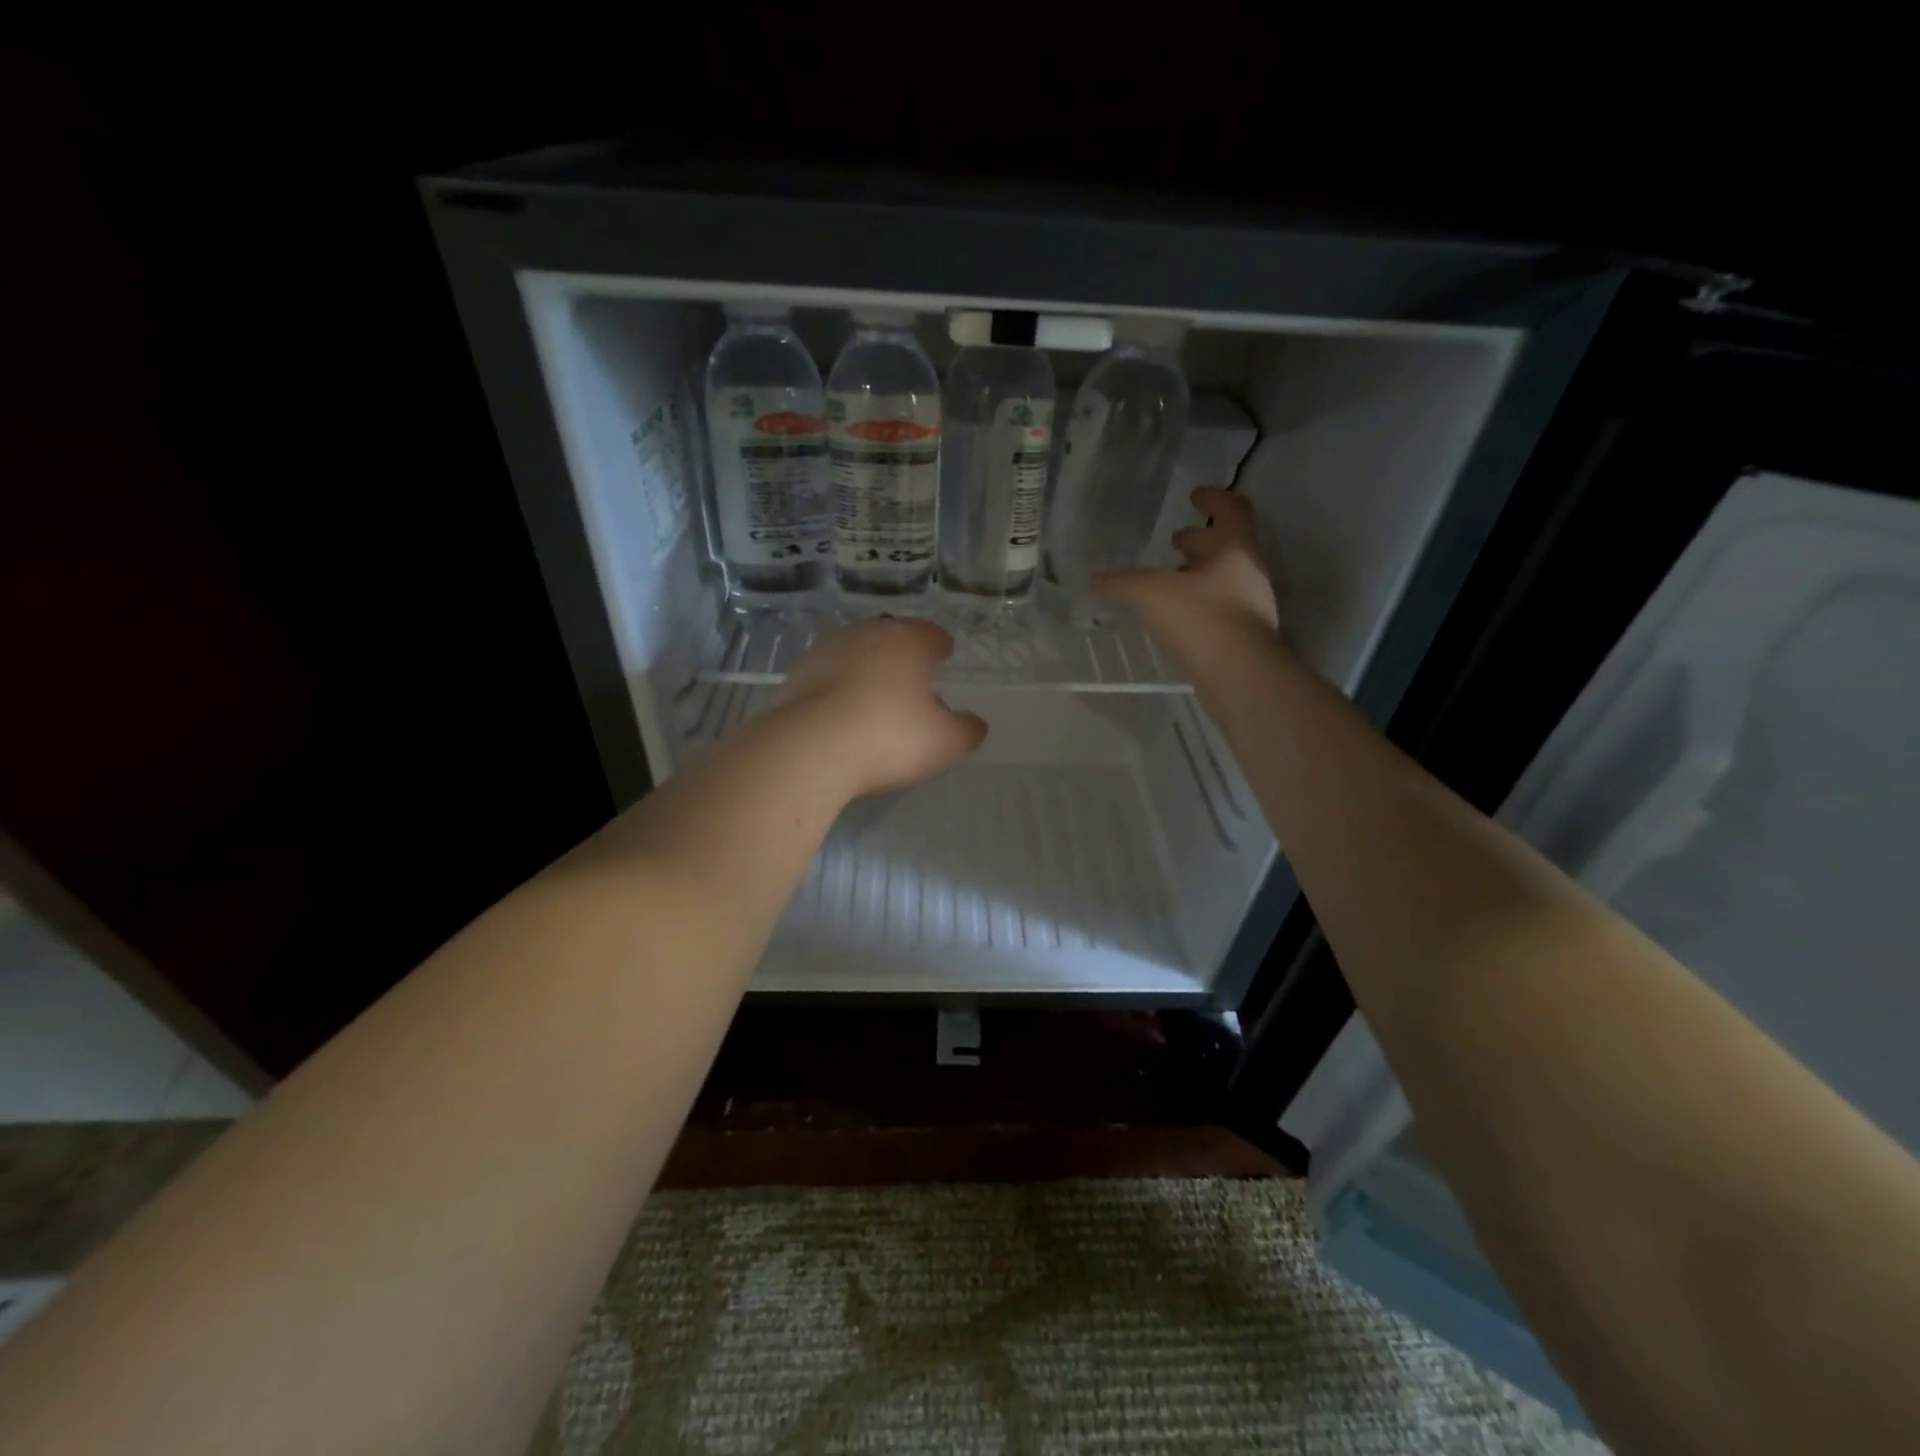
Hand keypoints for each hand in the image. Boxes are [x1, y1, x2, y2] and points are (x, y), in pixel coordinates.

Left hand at [773, 617, 987, 798]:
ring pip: (855, 654)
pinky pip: (827, 677)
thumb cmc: (890, 737)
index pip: (931, 633)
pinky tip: (842, 714)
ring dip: (867, 670)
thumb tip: (975, 724)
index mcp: (907, 640)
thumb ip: (966, 730)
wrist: (808, 749)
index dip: (940, 646)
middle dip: (902, 656)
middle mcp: (866, 634)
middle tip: (912, 680)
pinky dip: (838, 689)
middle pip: (890, 638)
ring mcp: (825, 652)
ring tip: (875, 699)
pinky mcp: (795, 676)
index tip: (944, 655)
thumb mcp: (945, 742)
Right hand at [1095, 487, 1280, 668]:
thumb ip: (1122, 582)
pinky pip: (1220, 606)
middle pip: (1228, 544)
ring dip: (1198, 572)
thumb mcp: (1152, 594)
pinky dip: (1199, 601)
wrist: (1241, 677)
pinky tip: (1175, 614)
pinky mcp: (1244, 635)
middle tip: (1175, 539)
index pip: (1231, 508)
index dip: (1213, 498)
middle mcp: (1249, 571)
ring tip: (1169, 577)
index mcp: (1236, 547)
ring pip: (1224, 577)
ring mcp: (1251, 605)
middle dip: (1201, 539)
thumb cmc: (1202, 619)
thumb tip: (1093, 577)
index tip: (1194, 494)